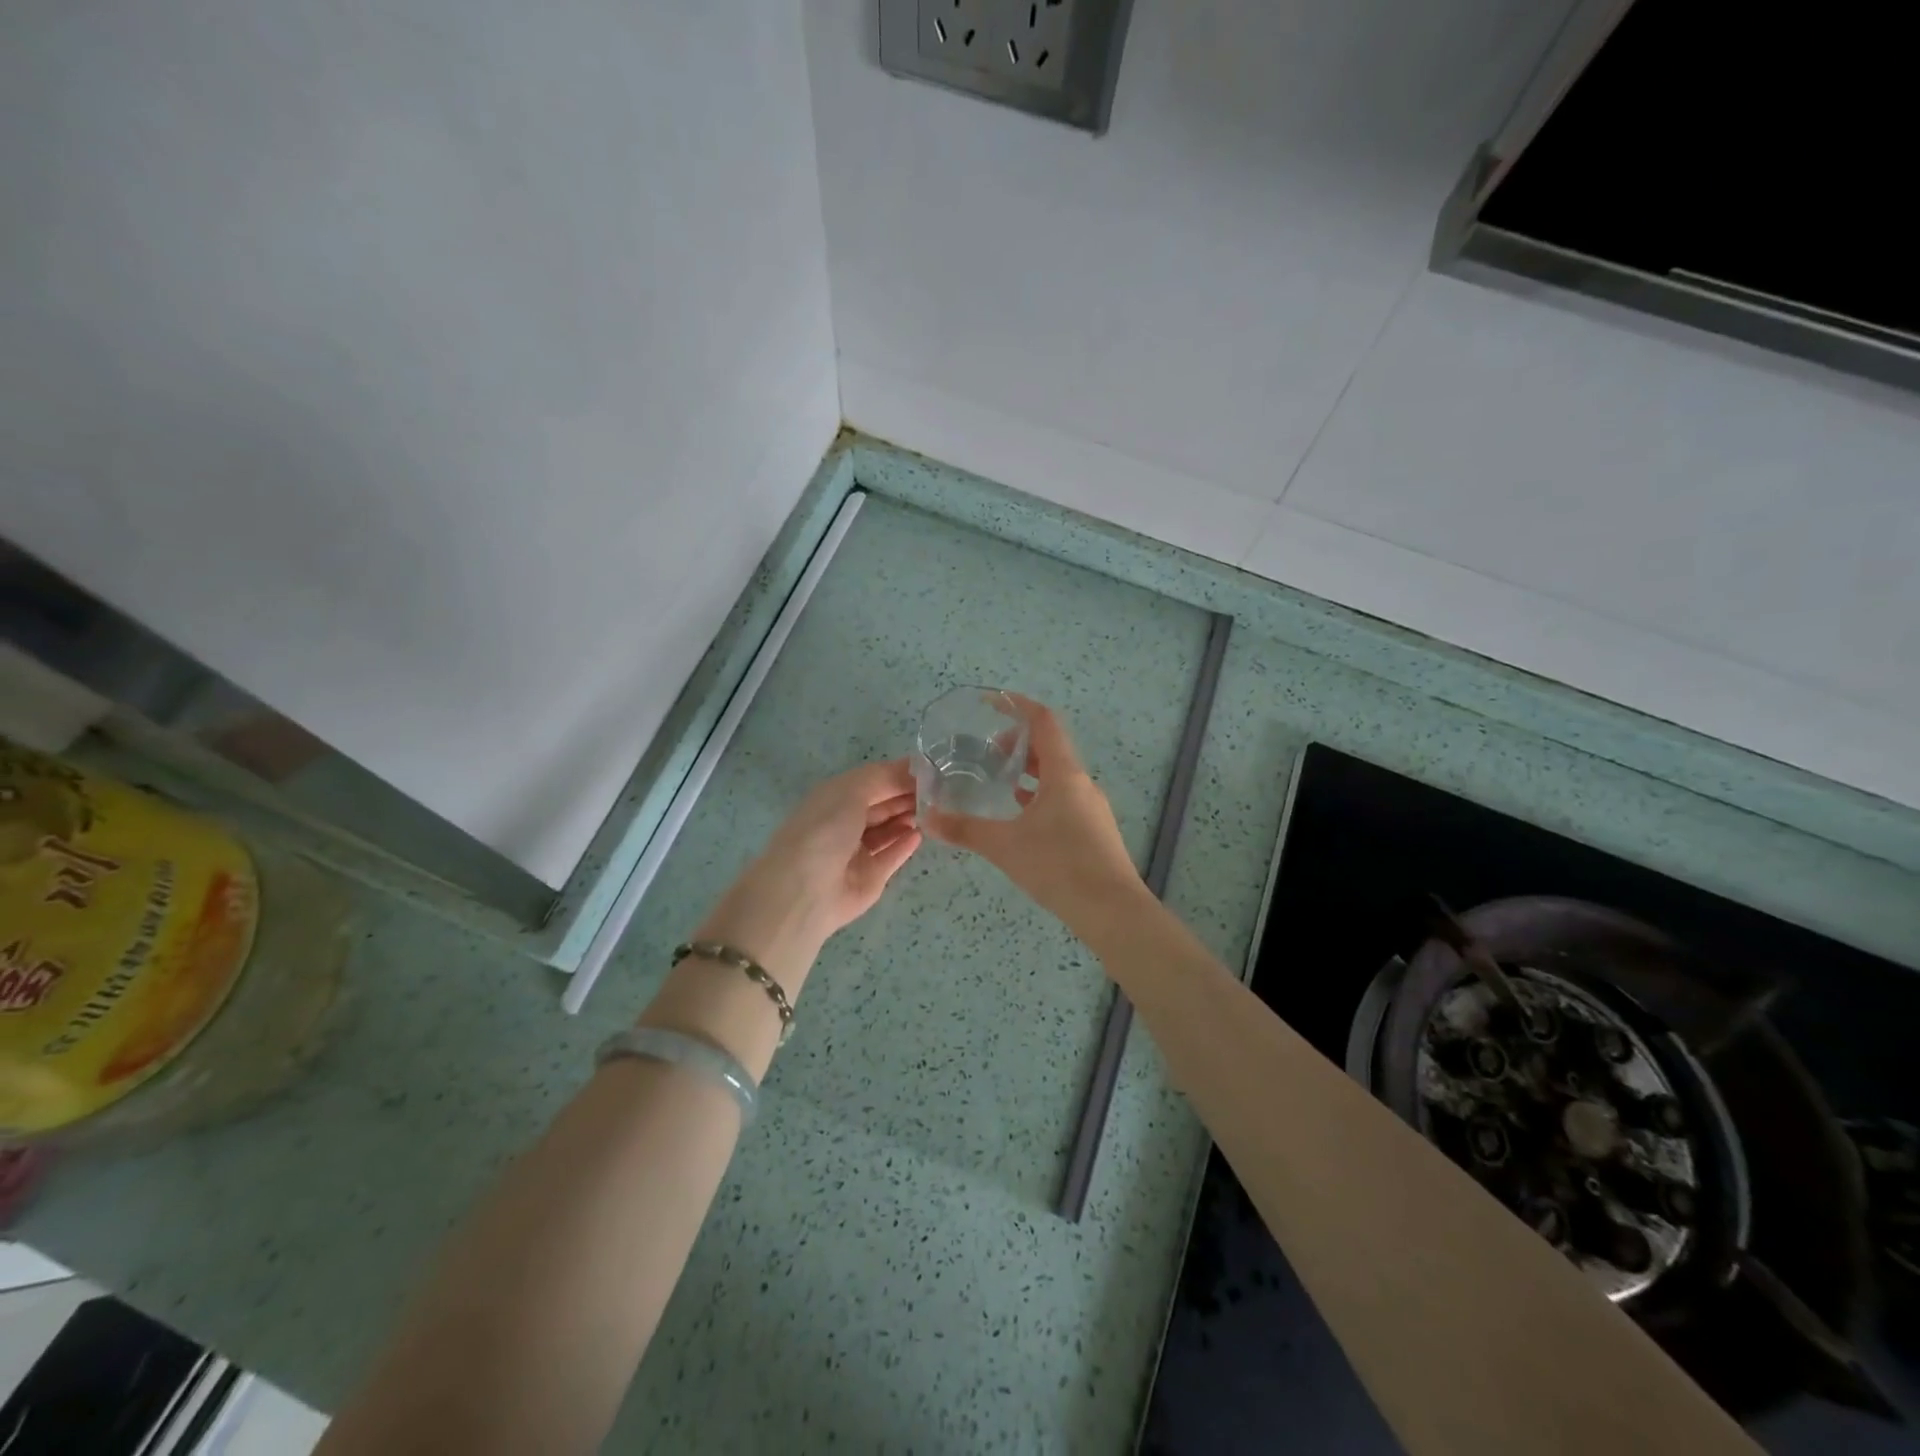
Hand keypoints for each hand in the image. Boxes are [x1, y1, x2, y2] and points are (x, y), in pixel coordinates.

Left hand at [694, 759, 921, 997]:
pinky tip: (920, 834)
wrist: (806, 890)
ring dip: (908, 818)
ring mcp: (856, 852)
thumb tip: (916, 768)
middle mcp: (844, 822)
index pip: (873, 780)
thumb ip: (885, 777)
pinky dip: (905, 845)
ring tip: (934, 810)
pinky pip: (891, 857)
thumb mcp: (852, 790)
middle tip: (940, 791)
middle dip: (907, 795)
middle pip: (882, 804)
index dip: (900, 774)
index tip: (932, 770)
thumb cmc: (825, 829)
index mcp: (834, 797)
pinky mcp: (869, 877)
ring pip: (888, 830)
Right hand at [922, 697, 1145, 937]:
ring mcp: (1090, 807)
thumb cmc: (1058, 866)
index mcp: (1064, 773)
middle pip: (1051, 746)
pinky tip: (1022, 814)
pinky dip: (1040, 794)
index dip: (1017, 706)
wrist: (1112, 910)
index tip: (991, 701)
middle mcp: (1081, 783)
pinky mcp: (1093, 830)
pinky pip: (1063, 797)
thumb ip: (965, 829)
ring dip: (1030, 770)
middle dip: (1018, 742)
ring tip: (1000, 780)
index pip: (1043, 722)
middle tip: (988, 753)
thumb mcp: (1005, 846)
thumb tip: (928, 818)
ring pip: (1057, 774)